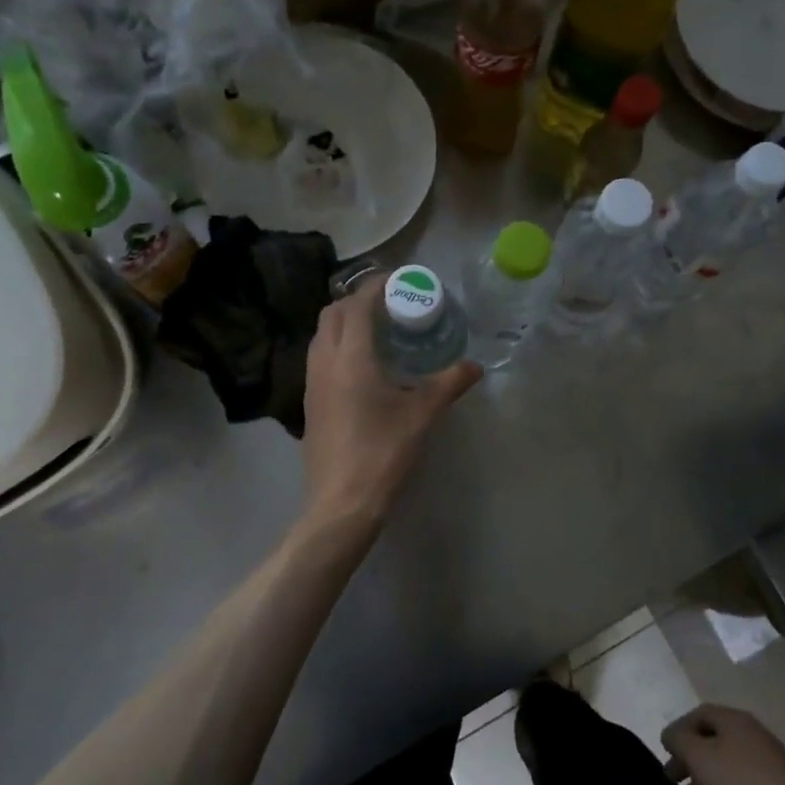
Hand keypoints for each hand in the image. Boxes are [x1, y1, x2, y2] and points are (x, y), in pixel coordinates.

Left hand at [301, 281, 479, 524]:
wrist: (341, 503)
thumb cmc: (383, 453)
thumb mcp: (422, 415)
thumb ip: (449, 384)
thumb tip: (475, 366)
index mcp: (350, 358)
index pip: (357, 305)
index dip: (376, 287)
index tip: (399, 281)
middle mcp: (324, 362)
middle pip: (333, 314)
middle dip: (358, 300)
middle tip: (391, 305)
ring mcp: (311, 384)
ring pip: (322, 336)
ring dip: (345, 323)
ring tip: (378, 332)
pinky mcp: (310, 404)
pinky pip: (320, 358)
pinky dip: (338, 347)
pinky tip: (364, 367)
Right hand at [662, 704, 784, 784]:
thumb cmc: (740, 784)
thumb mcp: (698, 757)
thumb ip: (678, 740)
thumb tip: (671, 735)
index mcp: (735, 720)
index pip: (699, 714)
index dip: (679, 729)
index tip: (665, 751)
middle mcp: (753, 735)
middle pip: (713, 740)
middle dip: (689, 759)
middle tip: (672, 778)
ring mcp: (768, 763)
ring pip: (727, 765)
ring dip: (705, 780)